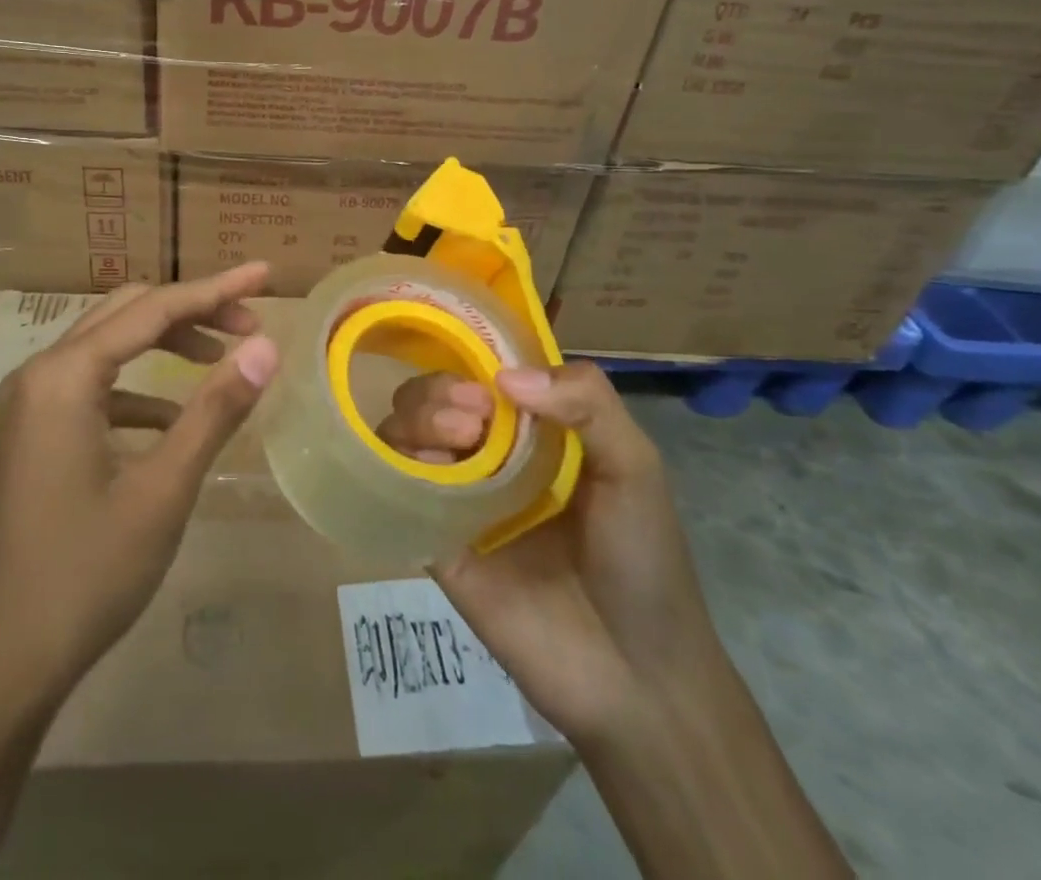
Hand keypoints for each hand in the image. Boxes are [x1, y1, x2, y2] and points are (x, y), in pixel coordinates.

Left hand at [0, 264, 279, 714]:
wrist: (3, 665)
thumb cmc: (87, 574)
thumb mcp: (163, 488)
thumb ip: (215, 409)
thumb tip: (267, 347)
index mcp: (65, 375)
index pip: (154, 309)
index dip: (215, 289)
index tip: (265, 274)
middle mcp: (41, 373)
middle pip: (128, 314)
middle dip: (192, 310)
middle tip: (251, 323)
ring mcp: (31, 404)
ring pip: (109, 345)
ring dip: (166, 342)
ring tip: (223, 357)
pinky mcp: (34, 433)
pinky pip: (94, 384)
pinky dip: (140, 386)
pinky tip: (173, 419)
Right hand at [379, 362, 726, 748]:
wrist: (635, 677)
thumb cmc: (643, 559)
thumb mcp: (635, 466)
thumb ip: (589, 403)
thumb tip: (504, 377)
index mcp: (533, 432)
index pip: (482, 373)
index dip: (473, 361)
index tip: (487, 381)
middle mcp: (488, 454)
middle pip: (433, 396)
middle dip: (439, 389)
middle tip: (473, 416)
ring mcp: (458, 496)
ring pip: (406, 432)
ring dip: (418, 416)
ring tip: (459, 437)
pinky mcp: (434, 540)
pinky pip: (397, 488)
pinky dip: (398, 463)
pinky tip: (427, 469)